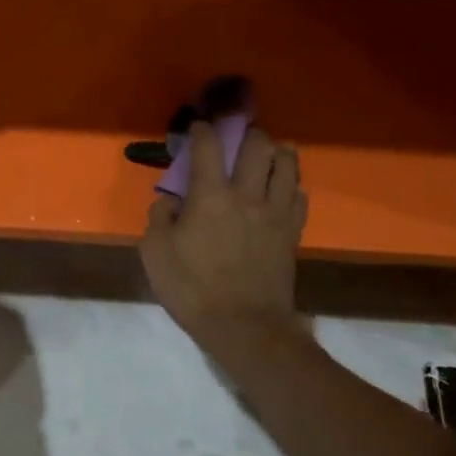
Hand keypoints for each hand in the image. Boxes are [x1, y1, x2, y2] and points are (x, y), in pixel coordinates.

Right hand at [141, 123, 307, 340]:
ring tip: (270, 152)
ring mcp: (275, 213)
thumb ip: (159, 218)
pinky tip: (284, 190)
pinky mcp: (292, 233)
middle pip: (257, 146)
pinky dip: (292, 186)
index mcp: (210, 195)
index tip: (197, 127)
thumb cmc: (193, 289)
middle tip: (239, 136)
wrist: (245, 328)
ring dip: (278, 152)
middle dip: (247, 133)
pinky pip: (300, 197)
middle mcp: (247, 195)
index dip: (201, 131)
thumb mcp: (155, 253)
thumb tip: (170, 201)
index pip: (207, 147)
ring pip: (287, 165)